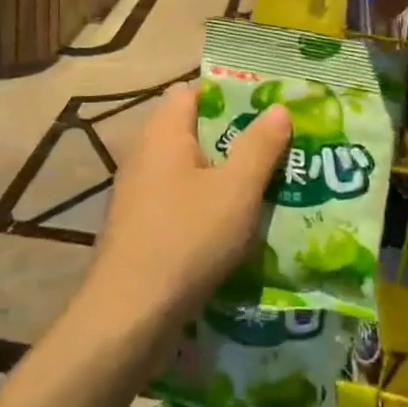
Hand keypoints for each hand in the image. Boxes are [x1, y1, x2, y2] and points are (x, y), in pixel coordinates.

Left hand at [85, 84, 289, 325]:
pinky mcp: (140, 226)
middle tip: (279, 149)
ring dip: (224, 175)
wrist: (128, 315)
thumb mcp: (236, 190)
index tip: (268, 108)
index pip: (194, 90)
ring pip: (190, 169)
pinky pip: (180, 200)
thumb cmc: (186, 238)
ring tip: (268, 187)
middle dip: (236, 138)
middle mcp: (146, 153)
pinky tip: (236, 226)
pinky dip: (207, 205)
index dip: (230, 94)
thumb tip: (278, 107)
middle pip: (195, 130)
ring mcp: (139, 192)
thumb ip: (259, 145)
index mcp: (164, 131)